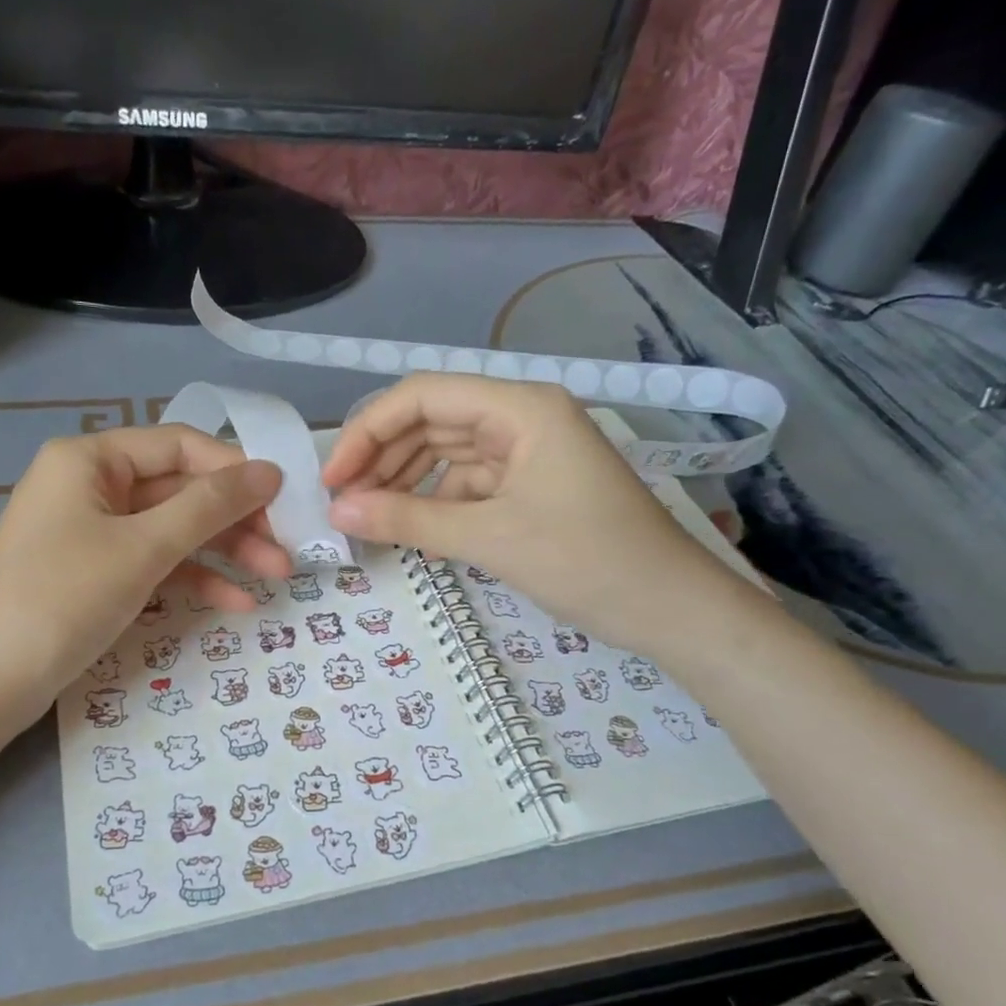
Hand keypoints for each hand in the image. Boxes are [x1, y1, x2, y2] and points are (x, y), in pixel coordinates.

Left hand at [0, 426, 289, 715]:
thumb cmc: (63, 598)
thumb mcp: (143, 548)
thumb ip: (210, 506)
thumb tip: (271, 471)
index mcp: (90, 458)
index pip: (180, 445)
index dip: (236, 469)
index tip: (285, 498)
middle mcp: (91, 484)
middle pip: (180, 489)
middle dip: (235, 519)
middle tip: (288, 548)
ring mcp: (92, 530)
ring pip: (173, 529)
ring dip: (224, 551)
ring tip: (276, 576)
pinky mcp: (96, 572)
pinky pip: (153, 562)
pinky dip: (192, 577)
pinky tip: (236, 602)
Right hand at [323, 374, 755, 656]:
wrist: (672, 610)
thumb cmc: (587, 561)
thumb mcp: (489, 538)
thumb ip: (407, 519)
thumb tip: (337, 509)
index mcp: (519, 407)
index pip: (423, 395)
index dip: (368, 430)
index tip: (334, 478)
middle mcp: (522, 417)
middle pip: (432, 421)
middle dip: (383, 457)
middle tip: (343, 503)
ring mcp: (528, 451)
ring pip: (447, 452)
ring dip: (405, 480)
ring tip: (367, 516)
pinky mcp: (532, 485)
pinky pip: (469, 482)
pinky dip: (435, 501)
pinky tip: (411, 527)